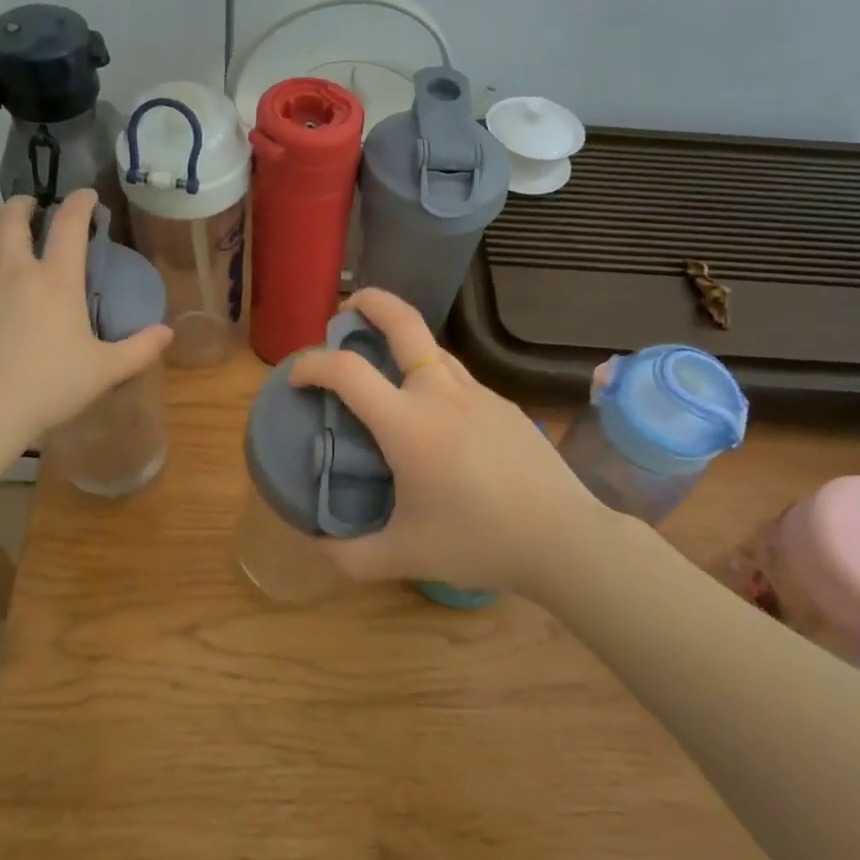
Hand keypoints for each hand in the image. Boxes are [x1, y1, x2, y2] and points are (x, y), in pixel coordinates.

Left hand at [0, 190, 171, 435]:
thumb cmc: (49, 385)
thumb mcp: (105, 370)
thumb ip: (139, 349)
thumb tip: (167, 332)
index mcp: (55, 281)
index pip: (69, 226)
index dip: (79, 204)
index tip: (86, 195)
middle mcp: (13, 273)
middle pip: (10, 222)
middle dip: (21, 206)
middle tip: (29, 205)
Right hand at [288, 288, 602, 593]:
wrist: (563, 538)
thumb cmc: (479, 542)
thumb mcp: (405, 556)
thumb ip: (351, 555)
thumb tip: (316, 545)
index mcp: (408, 423)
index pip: (347, 370)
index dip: (311, 364)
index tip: (296, 378)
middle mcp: (441, 393)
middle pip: (403, 321)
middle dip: (368, 302)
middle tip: (345, 312)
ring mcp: (478, 393)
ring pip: (431, 347)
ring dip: (400, 341)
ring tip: (383, 366)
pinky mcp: (503, 403)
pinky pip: (456, 376)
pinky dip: (430, 376)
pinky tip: (433, 416)